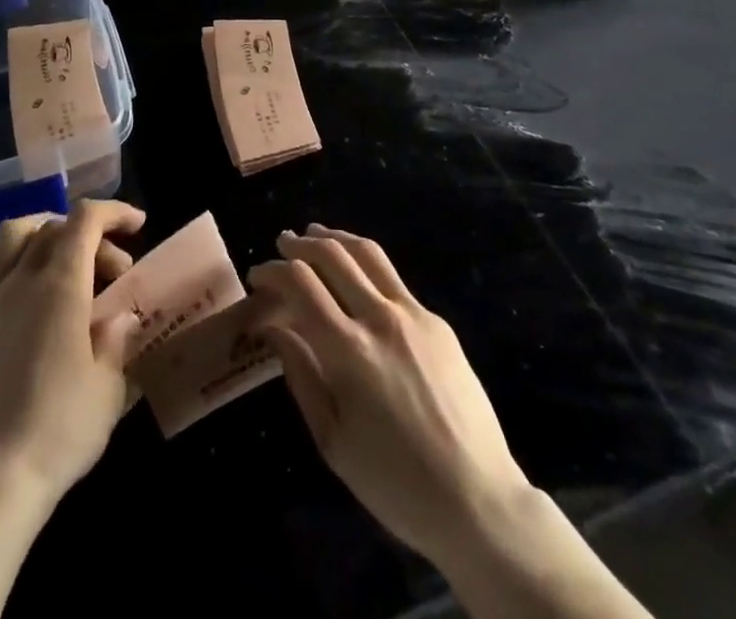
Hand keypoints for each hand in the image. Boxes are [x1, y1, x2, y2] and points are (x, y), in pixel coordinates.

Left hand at [0, 200, 145, 513]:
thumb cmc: (59, 430)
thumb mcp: (109, 387)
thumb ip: (115, 339)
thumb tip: (118, 315)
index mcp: (61, 284)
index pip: (86, 220)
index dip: (114, 212)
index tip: (138, 225)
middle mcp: (20, 278)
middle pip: (54, 227)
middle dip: (90, 236)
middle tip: (112, 271)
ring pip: (9, 234)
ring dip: (40, 230)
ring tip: (59, 253)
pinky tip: (8, 271)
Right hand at [248, 224, 532, 568]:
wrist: (478, 500)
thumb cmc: (395, 483)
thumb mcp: (332, 440)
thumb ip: (300, 374)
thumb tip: (275, 328)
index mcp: (348, 350)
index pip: (300, 283)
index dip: (273, 272)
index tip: (257, 275)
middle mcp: (380, 318)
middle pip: (333, 254)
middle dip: (300, 244)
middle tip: (282, 243)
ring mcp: (413, 314)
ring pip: (367, 253)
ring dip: (335, 238)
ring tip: (316, 234)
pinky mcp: (437, 322)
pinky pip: (393, 278)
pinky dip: (365, 263)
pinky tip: (357, 275)